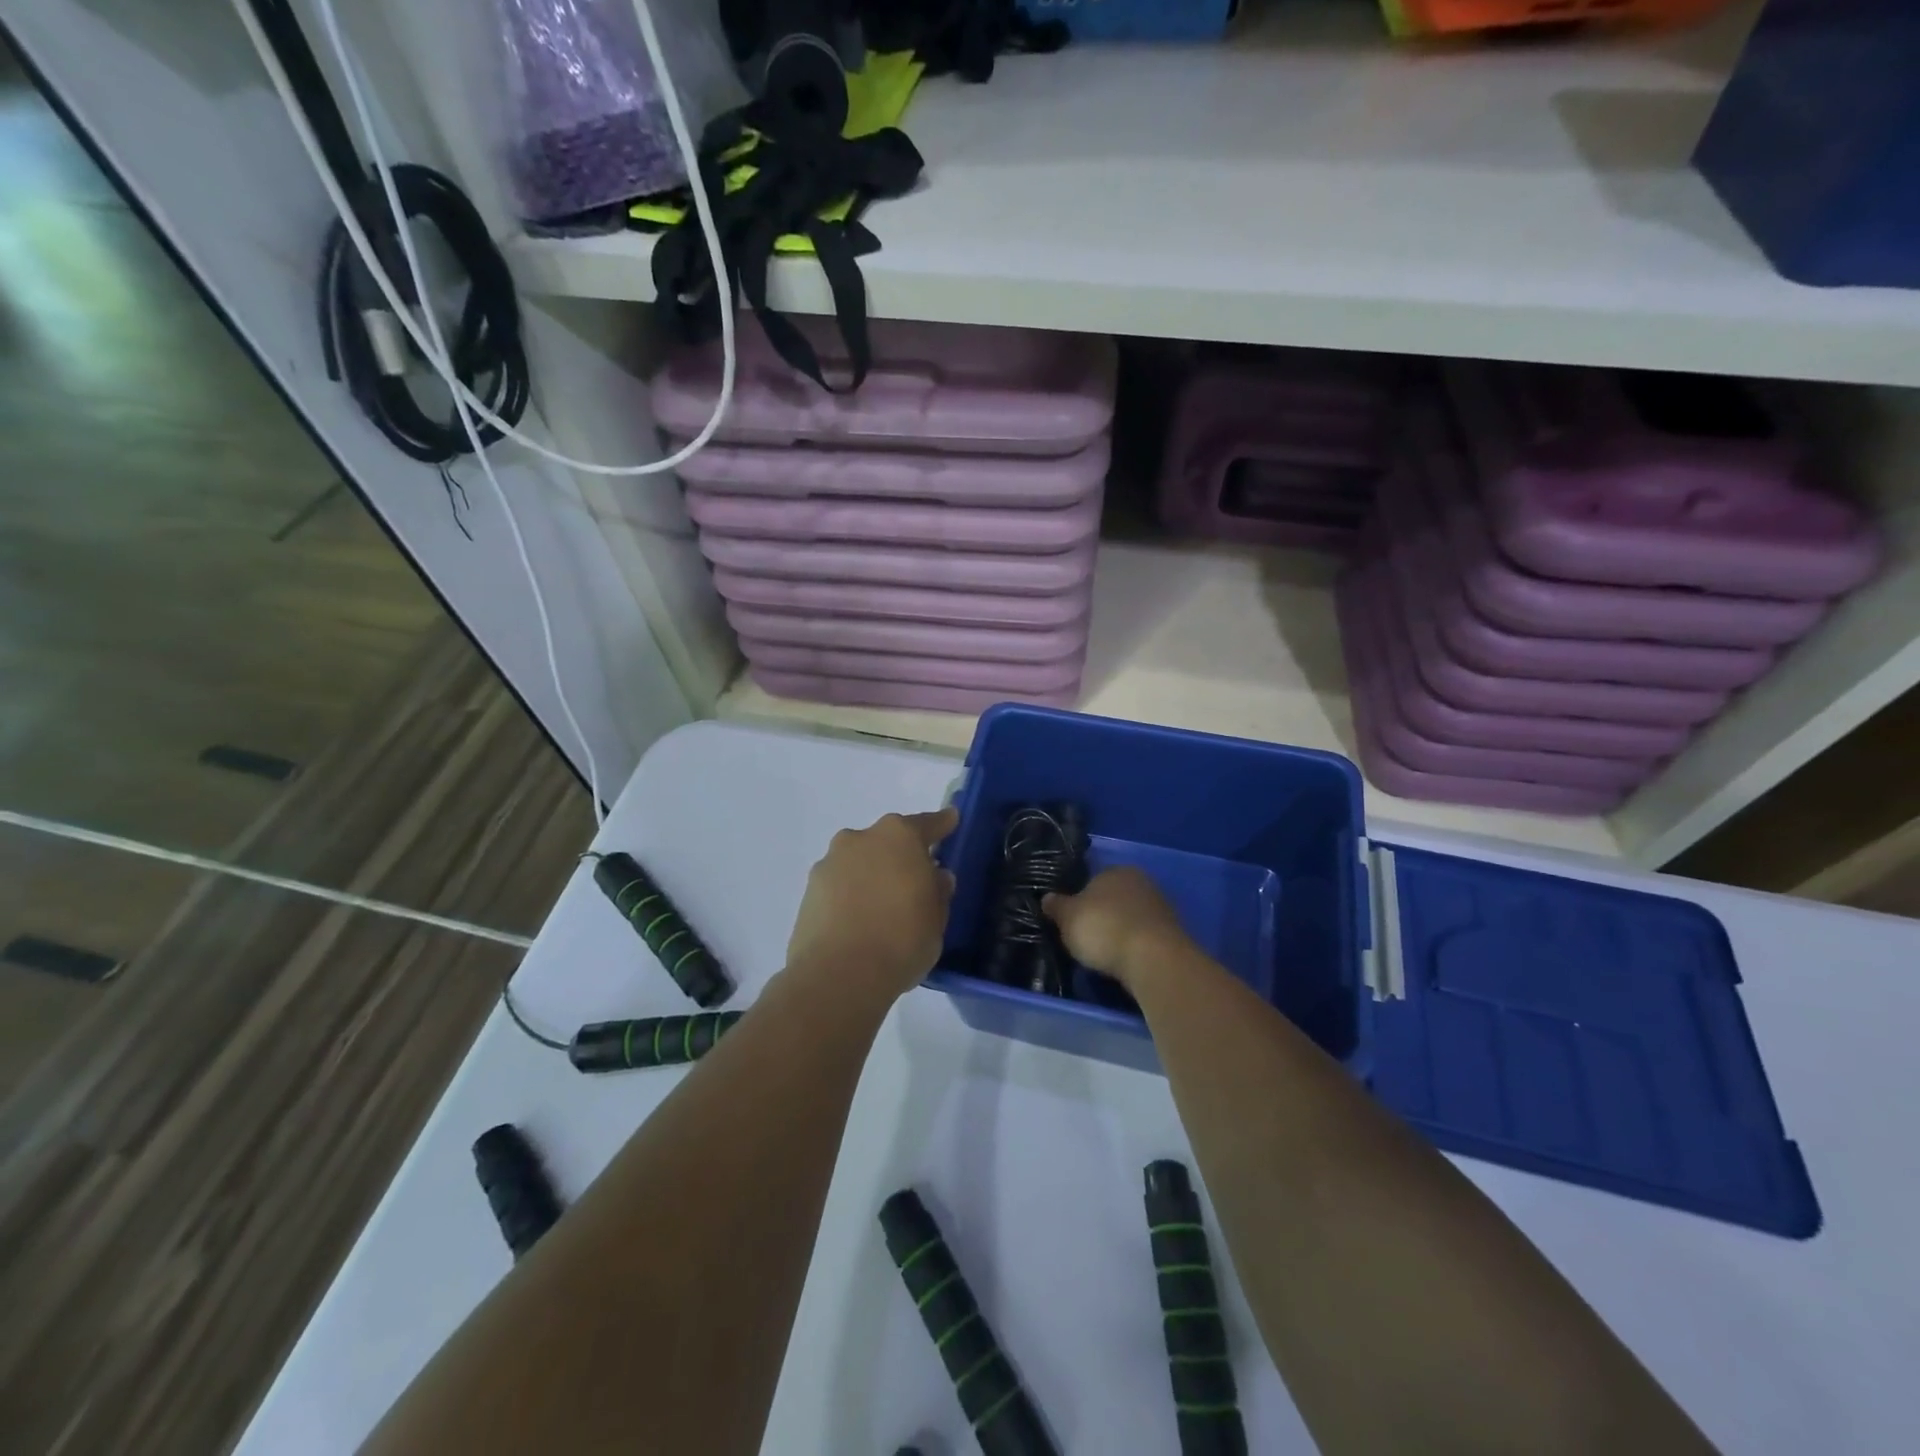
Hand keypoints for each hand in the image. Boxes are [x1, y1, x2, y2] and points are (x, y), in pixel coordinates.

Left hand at [785, 808, 957, 1002]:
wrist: (838, 975)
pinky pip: (839, 886)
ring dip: (871, 876)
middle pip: (887, 841)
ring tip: (881, 909)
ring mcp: (830, 863)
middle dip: (900, 856)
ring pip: (859, 862)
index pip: (926, 824)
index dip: (941, 824)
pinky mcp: (808, 891)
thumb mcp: (936, 919)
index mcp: (899, 836)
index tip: (950, 819)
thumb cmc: (901, 940)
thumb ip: (937, 891)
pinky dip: (849, 896)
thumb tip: (934, 876)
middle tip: (913, 882)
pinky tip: (858, 922)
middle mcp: (861, 839)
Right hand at [1044, 866, 1190, 992]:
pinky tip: (1126, 962)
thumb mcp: (1068, 918)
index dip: (1080, 901)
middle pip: (1114, 899)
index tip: (1073, 921)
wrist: (1153, 958)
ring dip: (1120, 932)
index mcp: (1115, 870)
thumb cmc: (1103, 929)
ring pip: (1131, 918)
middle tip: (1087, 939)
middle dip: (1102, 916)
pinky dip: (1135, 947)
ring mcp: (1160, 907)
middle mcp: (1141, 882)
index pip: (1093, 881)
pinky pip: (1145, 937)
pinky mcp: (1173, 933)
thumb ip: (1056, 907)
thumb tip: (1046, 898)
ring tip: (1106, 955)